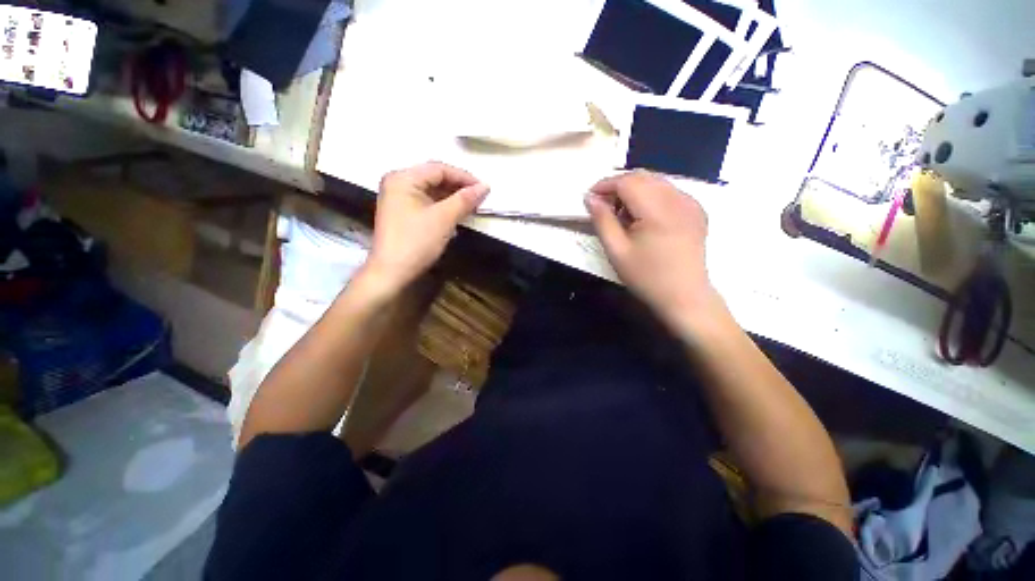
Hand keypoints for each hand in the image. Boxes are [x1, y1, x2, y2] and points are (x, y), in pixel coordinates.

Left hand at [364, 162, 488, 295]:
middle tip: (480, 198)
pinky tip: (456, 214)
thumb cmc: (416, 242)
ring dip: (453, 198)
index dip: (464, 177)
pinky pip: (427, 203)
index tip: (484, 189)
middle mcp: (398, 183)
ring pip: (432, 191)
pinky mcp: (403, 214)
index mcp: (403, 178)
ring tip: (472, 206)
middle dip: (459, 188)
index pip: (439, 169)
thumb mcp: (443, 219)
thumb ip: (465, 200)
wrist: (392, 273)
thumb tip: (485, 186)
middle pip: (434, 178)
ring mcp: (398, 199)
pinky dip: (443, 207)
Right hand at [585, 171, 724, 332]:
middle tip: (603, 206)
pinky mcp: (697, 210)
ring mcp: (691, 203)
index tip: (590, 197)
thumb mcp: (616, 251)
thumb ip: (602, 220)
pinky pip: (669, 192)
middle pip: (642, 177)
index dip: (605, 185)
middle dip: (618, 186)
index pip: (627, 181)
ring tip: (622, 214)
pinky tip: (644, 217)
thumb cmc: (646, 277)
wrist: (685, 297)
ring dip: (634, 190)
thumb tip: (590, 198)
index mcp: (658, 209)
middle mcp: (678, 198)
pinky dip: (650, 196)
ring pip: (656, 182)